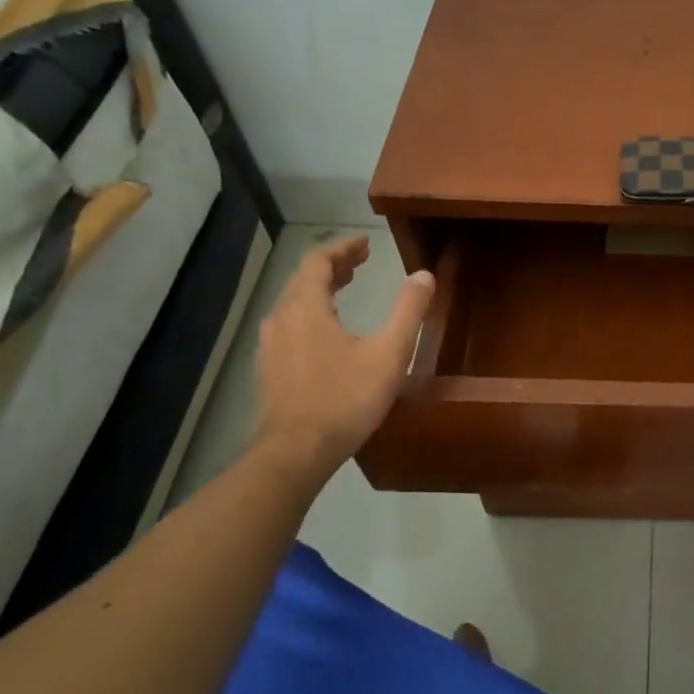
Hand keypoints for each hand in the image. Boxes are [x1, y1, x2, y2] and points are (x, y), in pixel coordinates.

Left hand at [253, 236, 434, 475]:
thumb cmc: (346, 398)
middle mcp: (282, 320)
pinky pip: (288, 326)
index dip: (343, 248)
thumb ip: (408, 311)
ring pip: (293, 303)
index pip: (318, 261)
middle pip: (303, 279)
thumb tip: (424, 274)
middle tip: (362, 262)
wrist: (297, 451)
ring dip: (320, 289)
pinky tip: (325, 332)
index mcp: (307, 308)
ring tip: (345, 289)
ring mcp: (271, 347)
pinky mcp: (269, 370)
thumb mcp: (389, 353)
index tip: (366, 243)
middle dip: (333, 266)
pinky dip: (310, 313)